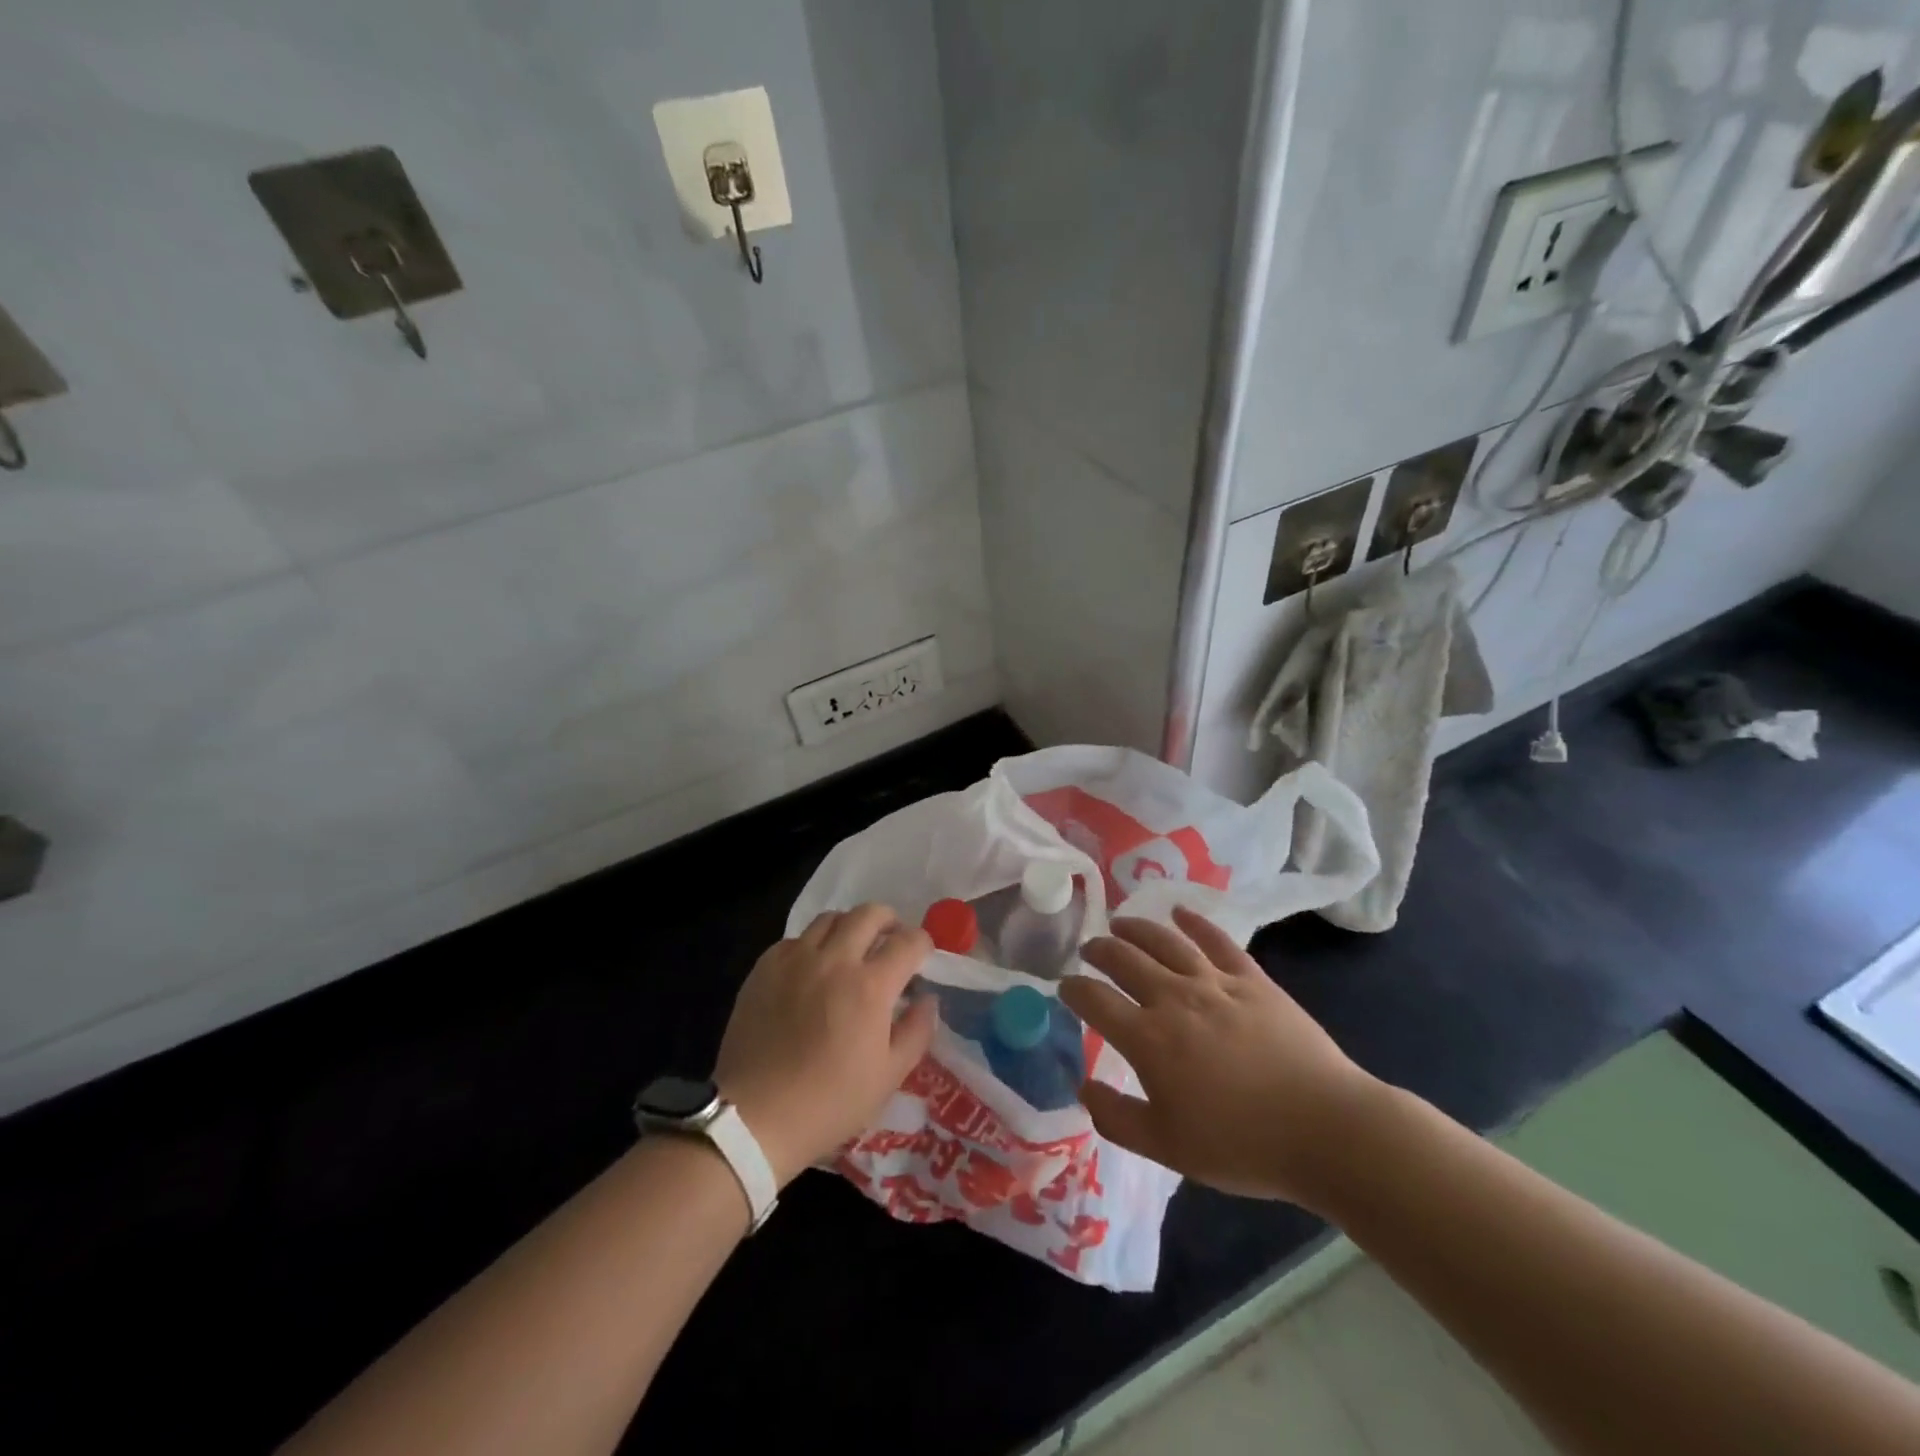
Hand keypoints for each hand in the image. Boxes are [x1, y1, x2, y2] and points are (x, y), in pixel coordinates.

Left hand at [714, 904, 936, 1186]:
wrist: (754, 1118)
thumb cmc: (829, 1103)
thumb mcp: (888, 1077)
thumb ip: (916, 1031)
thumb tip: (927, 1000)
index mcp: (870, 986)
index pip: (908, 942)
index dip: (923, 944)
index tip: (923, 956)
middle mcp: (834, 960)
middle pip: (869, 914)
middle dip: (889, 922)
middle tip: (891, 942)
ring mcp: (795, 959)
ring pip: (830, 918)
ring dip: (850, 927)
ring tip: (852, 950)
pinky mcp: (764, 968)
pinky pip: (796, 939)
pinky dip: (813, 945)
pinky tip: (812, 970)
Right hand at [1059, 906, 1383, 1209]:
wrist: (1324, 1129)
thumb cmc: (1241, 1145)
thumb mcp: (1167, 1148)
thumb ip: (1116, 1118)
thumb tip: (1084, 1086)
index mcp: (1148, 1039)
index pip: (1095, 1000)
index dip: (1074, 988)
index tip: (1065, 985)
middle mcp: (1173, 998)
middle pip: (1124, 959)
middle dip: (1099, 950)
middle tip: (1088, 948)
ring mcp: (1214, 982)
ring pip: (1164, 941)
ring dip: (1135, 927)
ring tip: (1119, 922)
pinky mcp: (1251, 979)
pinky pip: (1216, 940)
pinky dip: (1194, 922)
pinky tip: (1180, 912)